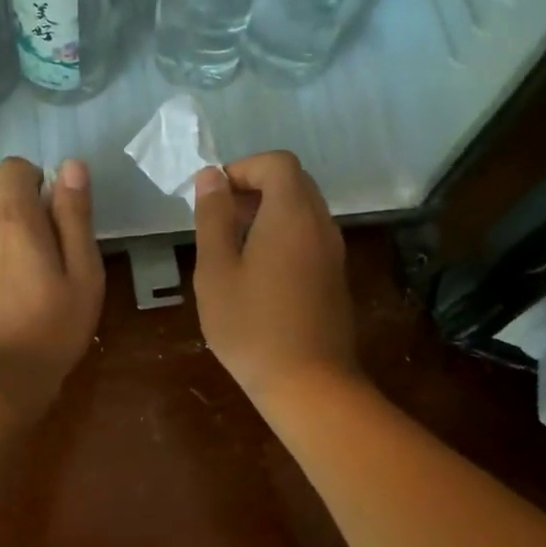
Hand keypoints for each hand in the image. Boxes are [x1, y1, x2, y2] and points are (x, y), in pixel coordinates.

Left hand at [0, 157, 103, 408]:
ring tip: (11, 248)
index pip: (13, 167)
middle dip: (11, 189)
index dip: (34, 176)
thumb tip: (71, 165)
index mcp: (15, 219)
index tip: (51, 205)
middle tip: (35, 225)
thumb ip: (75, 216)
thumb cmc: (53, 328)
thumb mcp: (84, 274)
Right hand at [191, 151, 358, 403]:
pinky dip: (283, 235)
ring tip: (233, 247)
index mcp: (292, 214)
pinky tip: (257, 272)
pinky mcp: (335, 276)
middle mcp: (321, 224)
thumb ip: (213, 217)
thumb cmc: (252, 326)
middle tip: (221, 220)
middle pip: (294, 182)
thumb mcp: (216, 270)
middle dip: (255, 188)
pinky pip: (309, 235)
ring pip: (303, 209)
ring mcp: (333, 251)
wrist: (309, 384)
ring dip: (268, 213)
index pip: (278, 162)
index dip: (244, 168)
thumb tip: (211, 176)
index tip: (216, 197)